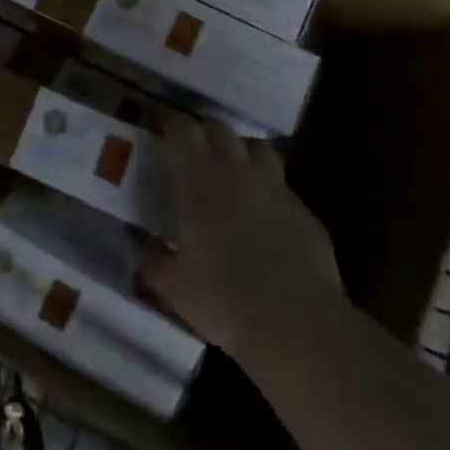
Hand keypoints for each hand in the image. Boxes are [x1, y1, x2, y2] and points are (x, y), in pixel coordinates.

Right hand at [141, 118, 345, 358]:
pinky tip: (265, 218)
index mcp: (198, 180)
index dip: (170, 125)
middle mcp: (236, 172)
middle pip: (219, 130)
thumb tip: (146, 247)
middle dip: (204, 135)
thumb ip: (154, 260)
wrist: (296, 323)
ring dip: (241, 152)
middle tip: (192, 154)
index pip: (182, 131)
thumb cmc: (223, 299)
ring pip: (256, 147)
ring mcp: (275, 188)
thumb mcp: (173, 286)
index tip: (160, 132)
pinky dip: (269, 191)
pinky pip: (282, 187)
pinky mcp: (303, 210)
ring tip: (232, 173)